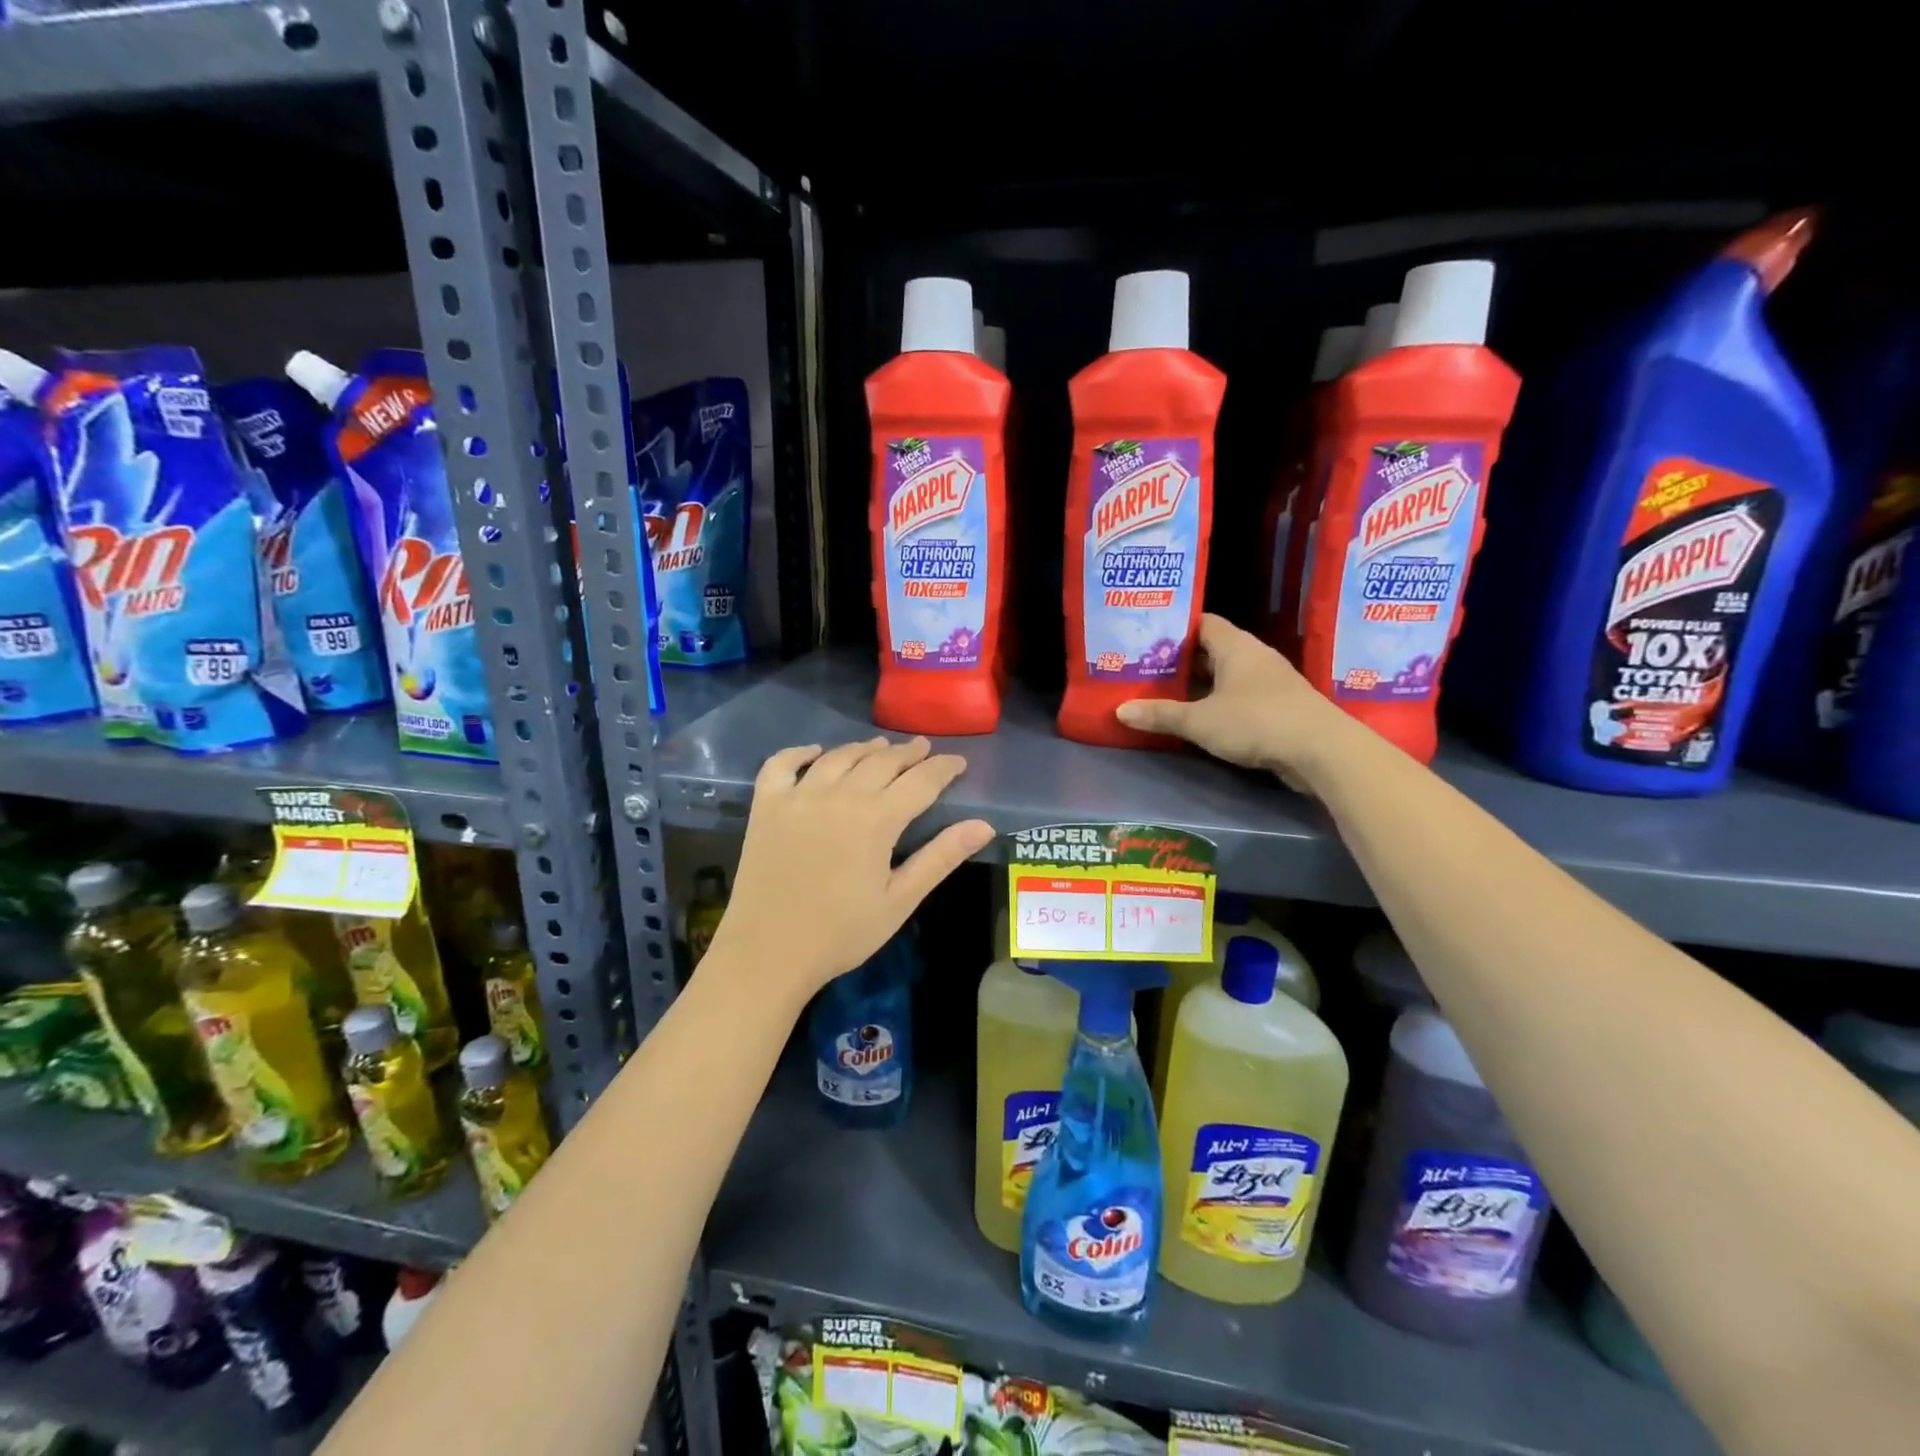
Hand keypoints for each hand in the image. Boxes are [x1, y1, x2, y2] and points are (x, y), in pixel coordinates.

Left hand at [705, 736, 994, 1003]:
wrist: (767, 954)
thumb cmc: (841, 933)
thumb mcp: (899, 900)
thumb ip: (941, 857)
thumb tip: (984, 825)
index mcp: (876, 819)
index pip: (920, 781)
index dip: (943, 768)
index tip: (958, 761)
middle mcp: (839, 795)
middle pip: (881, 761)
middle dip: (907, 753)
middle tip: (922, 748)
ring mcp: (798, 796)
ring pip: (838, 757)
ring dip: (864, 748)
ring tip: (880, 746)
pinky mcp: (766, 805)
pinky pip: (781, 764)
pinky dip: (800, 752)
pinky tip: (815, 753)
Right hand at [1115, 614, 1358, 785]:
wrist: (1321, 750)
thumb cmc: (1256, 721)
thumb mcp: (1200, 721)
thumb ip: (1161, 714)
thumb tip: (1120, 710)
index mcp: (1236, 646)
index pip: (1202, 623)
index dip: (1175, 629)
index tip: (1147, 640)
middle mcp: (1254, 657)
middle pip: (1212, 650)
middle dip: (1181, 660)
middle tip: (1146, 669)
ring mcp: (1270, 682)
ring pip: (1226, 676)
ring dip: (1200, 685)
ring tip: (1165, 693)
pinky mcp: (1278, 707)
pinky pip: (1240, 697)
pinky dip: (1218, 703)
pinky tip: (1198, 718)